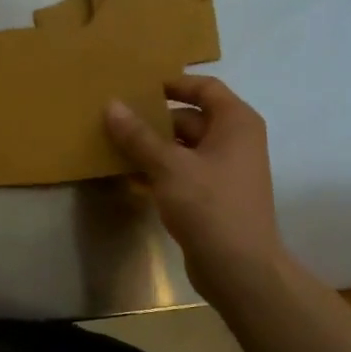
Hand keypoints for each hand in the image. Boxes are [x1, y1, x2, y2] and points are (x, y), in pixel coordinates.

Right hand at [104, 76, 283, 297]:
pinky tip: (128, 177)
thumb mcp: (168, 166)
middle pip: (190, 118)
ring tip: (113, 147)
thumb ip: (138, 136)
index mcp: (235, 123)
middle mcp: (235, 141)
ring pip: (182, 148)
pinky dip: (159, 172)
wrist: (239, 268)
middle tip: (115, 121)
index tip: (137, 88)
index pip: (204, 88)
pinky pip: (182, 173)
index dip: (172, 84)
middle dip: (153, 121)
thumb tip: (111, 105)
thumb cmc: (209, 206)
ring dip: (151, 148)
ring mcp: (224, 170)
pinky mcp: (213, 196)